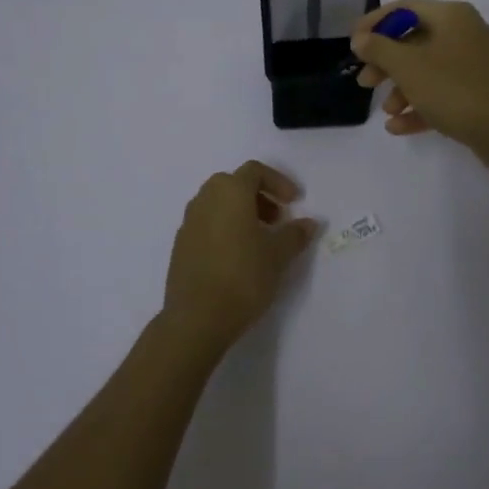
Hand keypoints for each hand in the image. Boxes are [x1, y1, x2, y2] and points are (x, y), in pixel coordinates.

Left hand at [161, 161, 320, 357]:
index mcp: (229, 192)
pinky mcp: (180, 245)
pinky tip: (236, 257)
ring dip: (241, 212)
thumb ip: (295, 234)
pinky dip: (224, 228)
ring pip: (218, 203)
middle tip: (277, 220)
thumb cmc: (243, 277)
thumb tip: (309, 223)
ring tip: (259, 240)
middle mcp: (205, 199)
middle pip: (234, 184)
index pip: (254, 171)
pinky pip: (206, 224)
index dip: (278, 182)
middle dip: (259, 197)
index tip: (294, 203)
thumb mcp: (278, 255)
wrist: (197, 318)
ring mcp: (188, 222)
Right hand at [350, 0, 488, 168]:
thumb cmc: (455, 89)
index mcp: (452, 16)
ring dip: (402, 89)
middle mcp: (466, 33)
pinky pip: (443, 93)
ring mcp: (476, 65)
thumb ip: (378, 49)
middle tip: (365, 82)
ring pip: (428, 70)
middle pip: (415, 41)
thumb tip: (361, 39)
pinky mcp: (481, 94)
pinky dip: (420, 106)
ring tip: (387, 112)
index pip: (404, 8)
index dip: (374, 23)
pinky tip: (398, 127)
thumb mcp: (408, 66)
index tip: (352, 44)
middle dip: (386, 63)